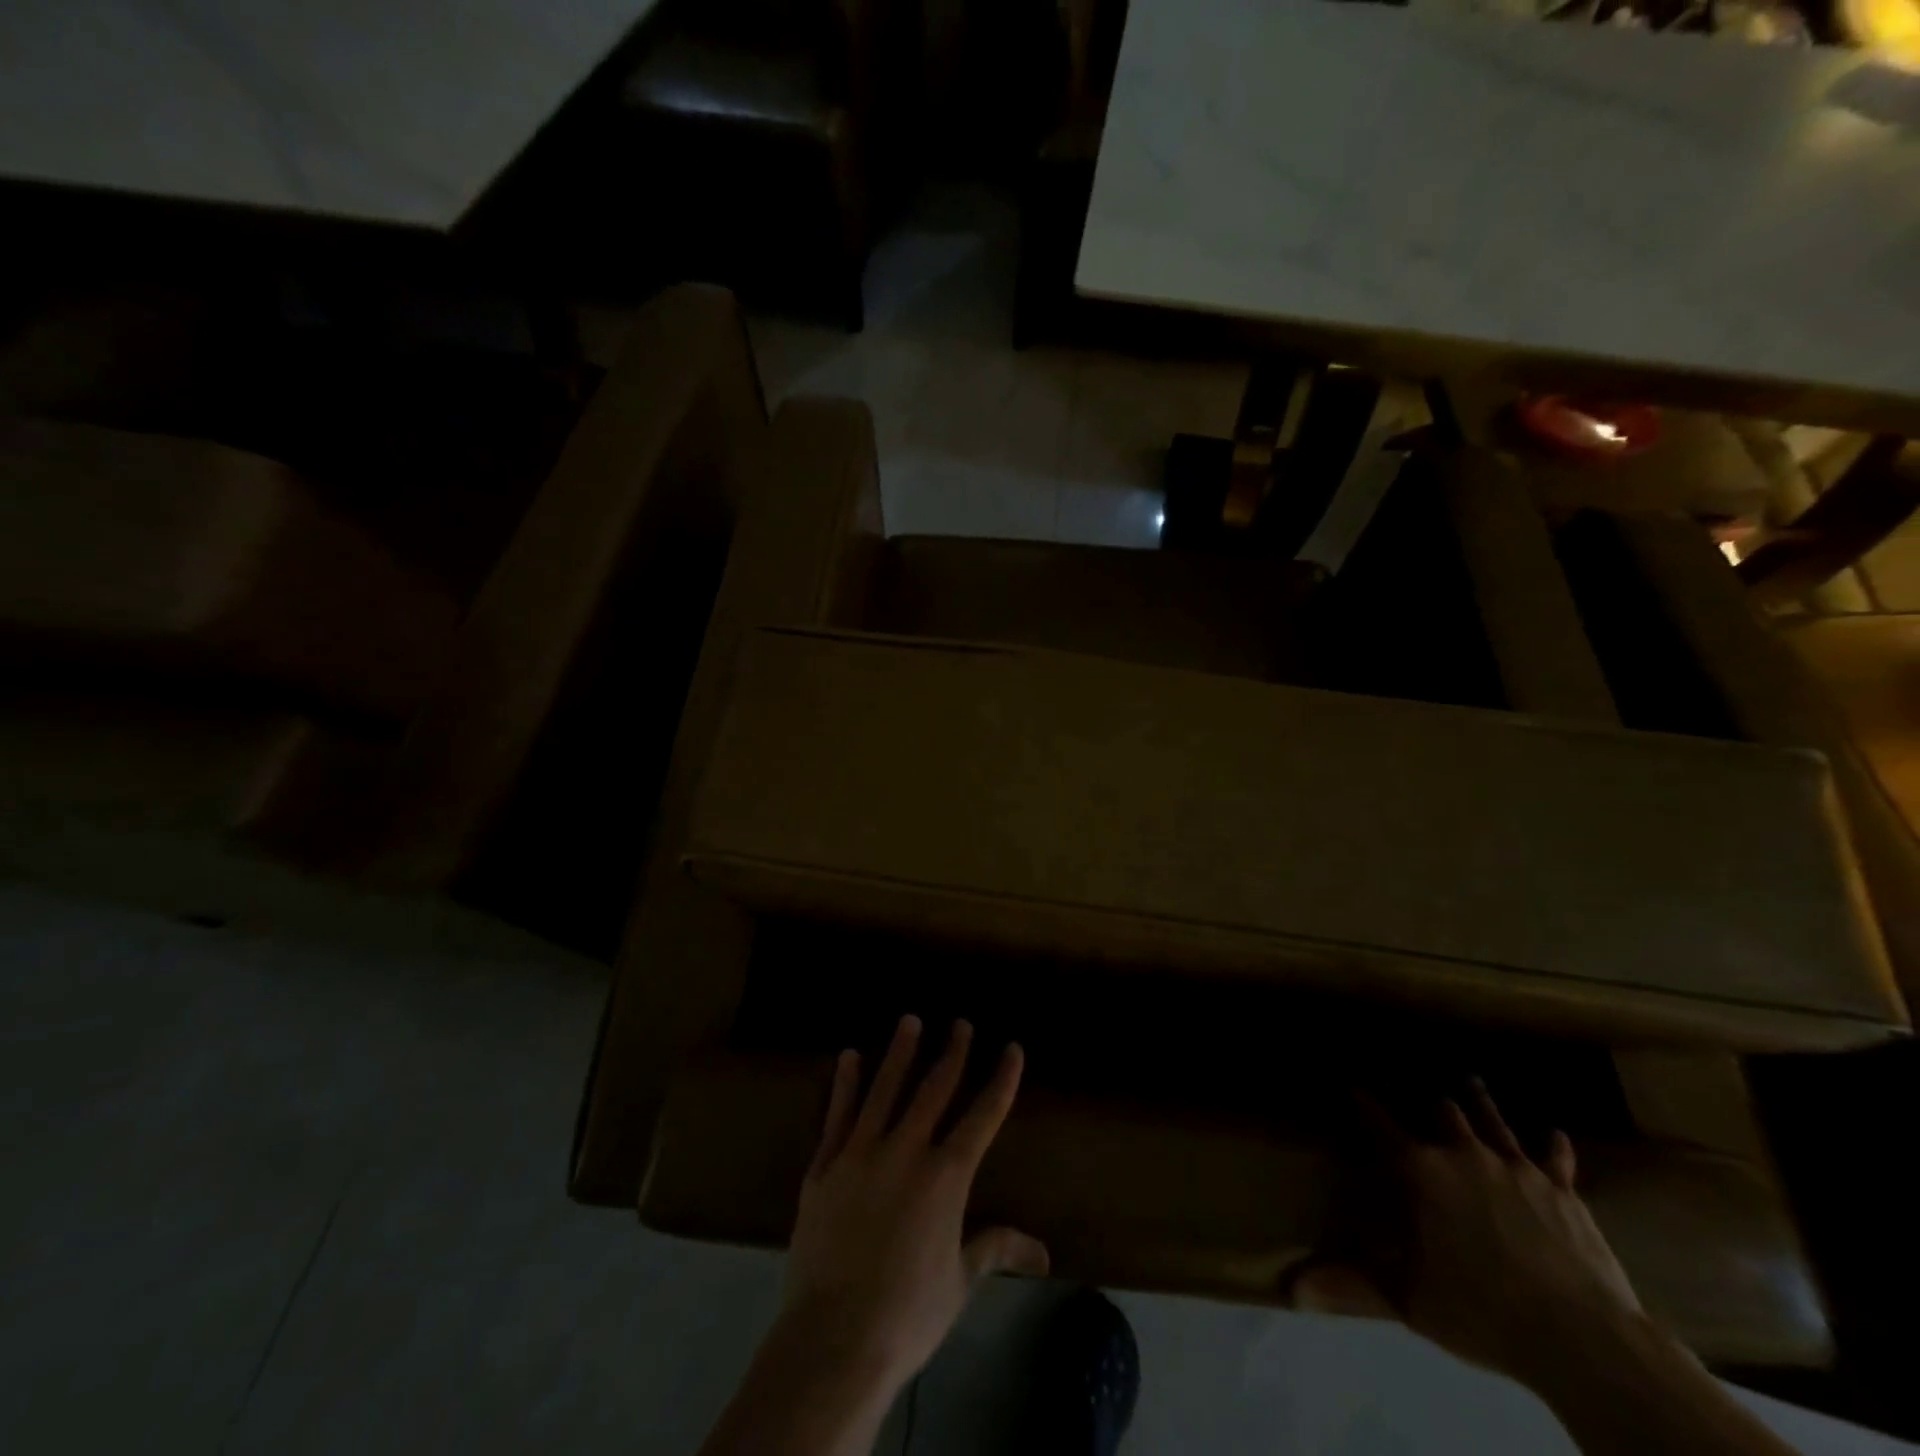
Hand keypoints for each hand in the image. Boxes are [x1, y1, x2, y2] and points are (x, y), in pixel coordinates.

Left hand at [780, 1015, 1049, 1392]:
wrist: (833, 1339)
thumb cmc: (907, 1315)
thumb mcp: (959, 1282)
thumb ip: (995, 1249)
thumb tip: (1043, 1253)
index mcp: (945, 1177)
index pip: (981, 1117)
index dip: (1000, 1080)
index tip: (1011, 1048)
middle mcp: (905, 1151)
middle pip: (933, 1090)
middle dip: (951, 1053)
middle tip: (960, 1023)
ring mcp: (860, 1154)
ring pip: (884, 1089)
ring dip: (899, 1052)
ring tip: (910, 1020)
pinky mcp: (824, 1167)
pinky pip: (838, 1115)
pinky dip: (845, 1084)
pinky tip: (849, 1057)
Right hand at [1295, 1080, 1642, 1387]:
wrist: (1580, 1336)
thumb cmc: (1481, 1309)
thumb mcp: (1407, 1300)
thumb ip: (1351, 1284)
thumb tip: (1293, 1289)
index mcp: (1422, 1172)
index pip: (1382, 1128)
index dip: (1364, 1106)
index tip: (1351, 1085)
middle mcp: (1464, 1155)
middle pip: (1443, 1114)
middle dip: (1431, 1103)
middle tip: (1425, 1093)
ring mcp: (1516, 1169)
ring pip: (1493, 1122)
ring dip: (1480, 1102)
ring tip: (1471, 1080)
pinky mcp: (1561, 1191)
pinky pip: (1556, 1160)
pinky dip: (1553, 1147)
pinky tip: (1555, 1135)